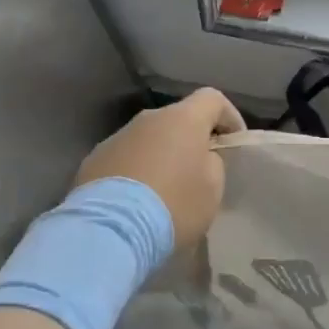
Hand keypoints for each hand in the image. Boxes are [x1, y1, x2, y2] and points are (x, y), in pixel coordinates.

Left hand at [74, 88, 243, 246]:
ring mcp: (117, 137)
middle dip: (191, 141)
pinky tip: (136, 202)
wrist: (110, 229)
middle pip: (178, 120)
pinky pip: (125, 159)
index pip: (213, 99)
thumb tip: (200, 157)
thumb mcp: (212, 188)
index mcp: (183, 118)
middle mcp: (149, 118)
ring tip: (165, 192)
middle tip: (199, 173)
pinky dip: (136, 172)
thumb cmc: (174, 204)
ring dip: (161, 157)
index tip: (233, 143)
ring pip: (149, 140)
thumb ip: (213, 163)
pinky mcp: (94, 159)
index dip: (229, 117)